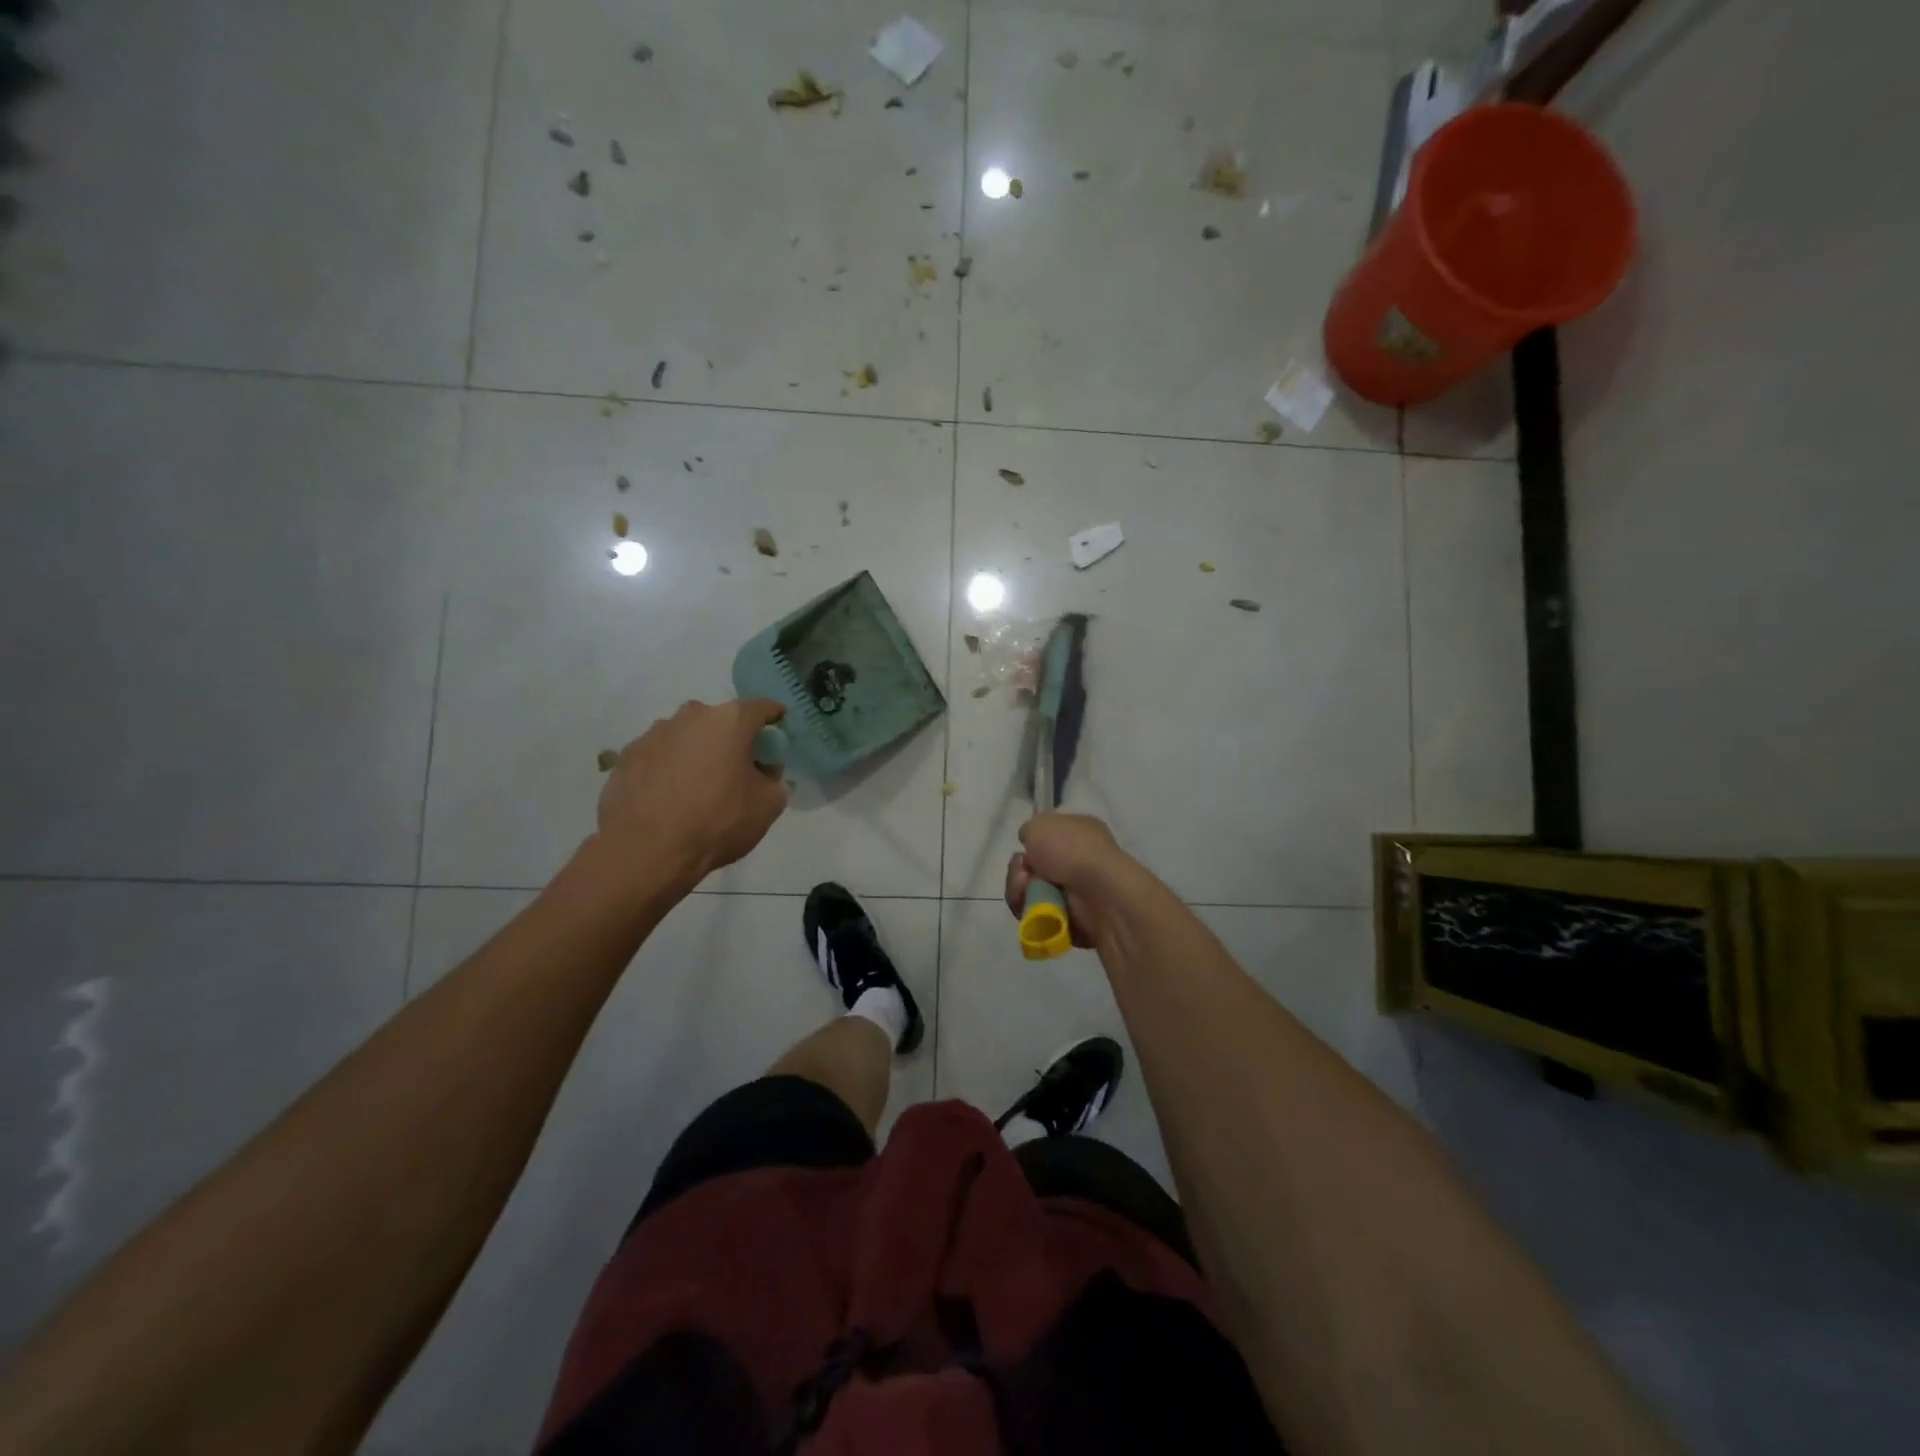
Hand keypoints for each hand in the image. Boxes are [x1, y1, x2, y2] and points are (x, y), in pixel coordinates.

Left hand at [598, 699, 788, 878]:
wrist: (647, 850)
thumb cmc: (718, 821)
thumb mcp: (768, 805)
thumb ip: (773, 779)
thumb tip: (762, 771)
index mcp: (730, 721)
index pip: (761, 708)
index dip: (774, 717)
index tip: (779, 728)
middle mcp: (690, 716)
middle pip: (720, 721)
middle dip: (732, 738)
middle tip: (738, 767)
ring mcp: (653, 734)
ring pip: (686, 737)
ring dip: (697, 753)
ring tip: (698, 787)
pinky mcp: (626, 757)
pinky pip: (659, 757)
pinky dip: (668, 770)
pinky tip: (669, 799)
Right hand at [1004, 812, 1136, 950]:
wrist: (1100, 892)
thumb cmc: (1072, 850)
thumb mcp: (1040, 825)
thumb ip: (1029, 830)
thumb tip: (1030, 843)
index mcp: (1078, 832)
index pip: (1046, 838)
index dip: (1030, 845)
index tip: (1024, 850)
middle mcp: (1078, 861)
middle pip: (1032, 869)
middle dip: (1019, 873)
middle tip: (1023, 875)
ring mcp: (1077, 892)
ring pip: (1031, 894)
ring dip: (1021, 893)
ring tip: (1026, 894)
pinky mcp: (1072, 920)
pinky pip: (1039, 918)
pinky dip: (1032, 915)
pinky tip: (1035, 911)